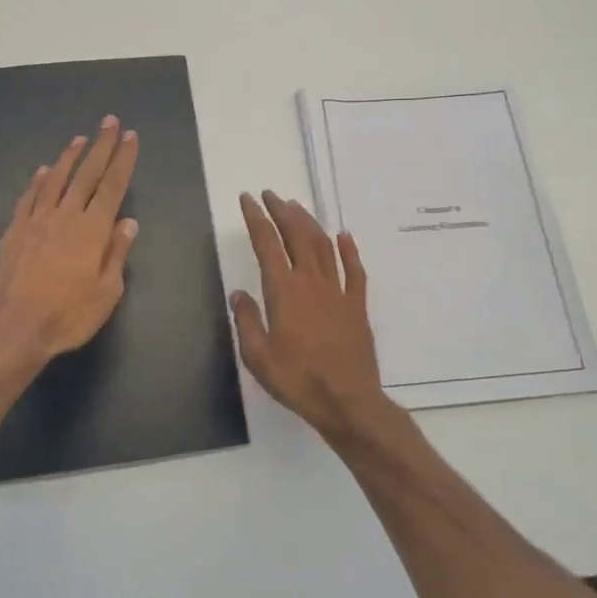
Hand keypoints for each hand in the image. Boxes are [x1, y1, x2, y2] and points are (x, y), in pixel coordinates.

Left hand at [0, 116, 139, 367]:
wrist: (14, 328)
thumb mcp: (106, 292)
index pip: (112, 186)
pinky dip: (39, 181)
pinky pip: (29, 198)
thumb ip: (116, 254)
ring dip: (69, 157)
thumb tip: (127, 222)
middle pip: (86, 174)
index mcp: (92, 230)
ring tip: (79, 139)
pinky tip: (44, 171)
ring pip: (56, 180)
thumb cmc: (68, 316)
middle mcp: (65, 217)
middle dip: (101, 147)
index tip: (130, 137)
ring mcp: (36, 221)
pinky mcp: (14, 231)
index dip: (123, 160)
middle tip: (110, 122)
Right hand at [231, 191, 389, 439]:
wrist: (348, 402)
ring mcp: (338, 291)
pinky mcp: (357, 305)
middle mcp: (311, 282)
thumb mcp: (258, 357)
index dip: (256, 218)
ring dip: (309, 223)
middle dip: (282, 211)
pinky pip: (355, 270)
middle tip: (271, 195)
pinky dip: (349, 250)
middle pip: (297, 235)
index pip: (267, 244)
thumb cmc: (297, 380)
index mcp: (284, 292)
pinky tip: (344, 236)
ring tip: (296, 207)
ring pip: (324, 246)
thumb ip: (247, 321)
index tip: (248, 200)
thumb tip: (239, 294)